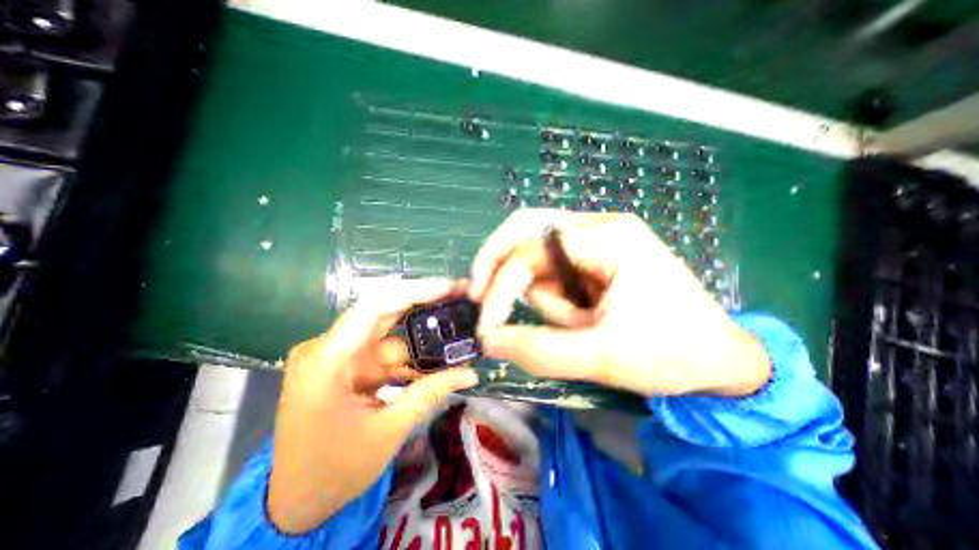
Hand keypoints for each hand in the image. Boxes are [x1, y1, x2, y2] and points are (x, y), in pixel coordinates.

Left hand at [267, 280, 481, 529]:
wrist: (295, 504)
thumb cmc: (335, 471)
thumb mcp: (389, 430)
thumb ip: (431, 393)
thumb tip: (471, 373)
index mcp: (327, 360)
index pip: (375, 306)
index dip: (414, 291)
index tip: (449, 288)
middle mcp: (328, 348)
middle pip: (384, 313)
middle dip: (424, 305)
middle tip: (458, 297)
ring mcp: (337, 357)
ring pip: (388, 334)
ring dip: (421, 336)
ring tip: (455, 328)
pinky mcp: (346, 367)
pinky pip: (383, 353)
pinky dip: (409, 357)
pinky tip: (436, 358)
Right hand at [470, 210, 768, 399]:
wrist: (719, 360)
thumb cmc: (671, 353)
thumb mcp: (601, 357)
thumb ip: (538, 350)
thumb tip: (487, 340)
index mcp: (608, 237)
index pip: (532, 249)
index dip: (501, 285)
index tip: (487, 327)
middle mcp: (599, 227)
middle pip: (527, 230)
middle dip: (499, 265)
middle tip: (480, 297)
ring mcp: (597, 240)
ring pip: (538, 256)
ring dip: (540, 294)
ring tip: (577, 325)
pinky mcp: (594, 259)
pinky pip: (553, 270)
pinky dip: (552, 296)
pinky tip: (579, 317)